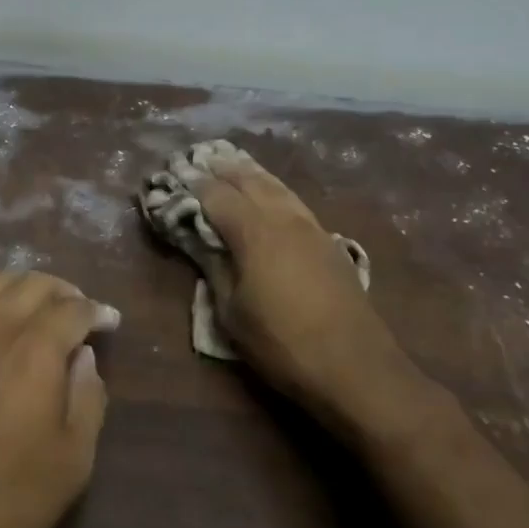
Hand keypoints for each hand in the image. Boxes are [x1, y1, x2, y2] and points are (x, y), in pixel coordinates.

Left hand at [0, 271, 118, 527]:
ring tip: (39, 308)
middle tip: (79, 311)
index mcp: (32, 349)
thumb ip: (87, 396)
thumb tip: (83, 356)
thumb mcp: (72, 459)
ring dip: (23, 288)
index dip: (96, 310)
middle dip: (63, 291)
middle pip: (31, 284)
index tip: (110, 320)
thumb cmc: (8, 501)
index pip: (71, 309)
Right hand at [191, 148, 409, 410]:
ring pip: (274, 184)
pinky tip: (267, 191)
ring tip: (229, 162)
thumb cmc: (283, 344)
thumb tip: (198, 240)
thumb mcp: (232, 313)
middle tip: (196, 159)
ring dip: (248, 171)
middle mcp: (282, 217)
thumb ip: (213, 268)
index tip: (171, 172)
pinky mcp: (327, 240)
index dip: (191, 182)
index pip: (214, 194)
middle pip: (246, 179)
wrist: (357, 368)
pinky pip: (291, 199)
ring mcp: (309, 226)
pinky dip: (271, 186)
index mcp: (253, 231)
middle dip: (219, 167)